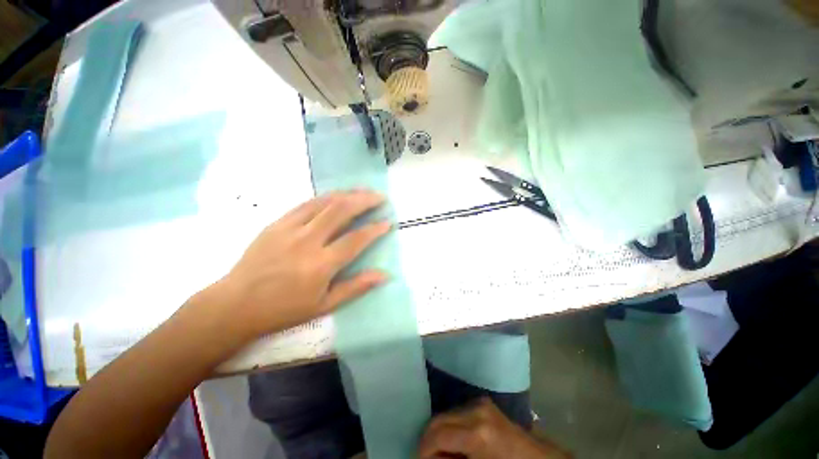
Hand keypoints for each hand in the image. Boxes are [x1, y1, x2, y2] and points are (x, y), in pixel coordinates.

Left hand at [211, 190, 390, 338]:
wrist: (235, 304)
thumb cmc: (283, 309)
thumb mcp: (324, 305)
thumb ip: (356, 287)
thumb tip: (384, 275)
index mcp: (320, 265)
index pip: (355, 240)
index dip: (374, 229)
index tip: (387, 222)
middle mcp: (307, 241)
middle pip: (341, 211)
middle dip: (364, 201)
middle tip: (379, 197)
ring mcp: (290, 229)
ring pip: (324, 202)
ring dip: (347, 194)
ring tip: (363, 191)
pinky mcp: (277, 223)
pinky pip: (306, 204)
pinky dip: (326, 197)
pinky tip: (336, 196)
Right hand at [418, 398, 571, 458]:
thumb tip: (429, 458)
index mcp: (477, 433)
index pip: (437, 434)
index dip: (423, 450)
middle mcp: (476, 411)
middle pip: (439, 419)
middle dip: (429, 440)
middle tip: (428, 458)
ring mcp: (481, 403)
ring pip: (447, 414)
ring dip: (441, 433)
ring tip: (444, 453)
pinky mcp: (484, 403)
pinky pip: (459, 412)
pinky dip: (452, 427)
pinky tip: (457, 443)